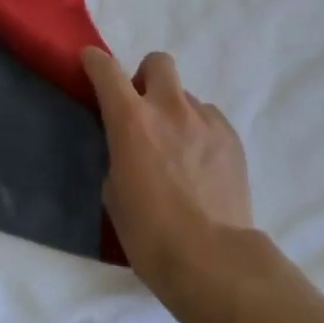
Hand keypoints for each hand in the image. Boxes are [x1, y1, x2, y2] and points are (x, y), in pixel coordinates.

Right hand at [81, 48, 260, 322]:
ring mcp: (206, 121)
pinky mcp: (233, 139)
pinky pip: (209, 120)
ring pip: (187, 97)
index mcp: (132, 120)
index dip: (95, 62)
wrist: (212, 260)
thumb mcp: (114, 192)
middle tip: (142, 109)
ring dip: (175, 112)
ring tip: (177, 151)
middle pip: (158, 62)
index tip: (91, 64)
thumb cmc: (149, 234)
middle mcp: (170, 108)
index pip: (107, 70)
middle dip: (146, 77)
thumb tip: (131, 146)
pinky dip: (199, 132)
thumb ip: (120, 154)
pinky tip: (200, 166)